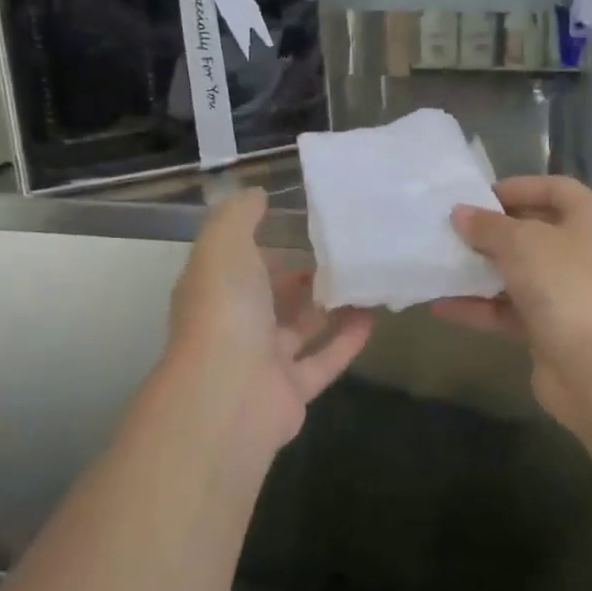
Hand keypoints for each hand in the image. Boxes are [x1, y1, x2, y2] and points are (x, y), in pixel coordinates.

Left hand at [167, 188, 372, 452]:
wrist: (228, 396)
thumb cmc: (225, 309)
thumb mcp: (225, 244)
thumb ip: (239, 214)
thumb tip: (257, 194)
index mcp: (216, 290)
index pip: (240, 260)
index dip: (266, 240)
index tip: (303, 218)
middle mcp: (236, 325)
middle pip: (273, 296)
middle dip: (302, 273)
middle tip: (343, 247)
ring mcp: (264, 361)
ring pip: (302, 328)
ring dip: (331, 305)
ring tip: (366, 276)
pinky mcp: (293, 391)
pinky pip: (325, 360)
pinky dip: (348, 339)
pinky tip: (375, 315)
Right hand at [434, 176, 591, 428]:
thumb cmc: (566, 284)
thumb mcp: (521, 242)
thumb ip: (487, 226)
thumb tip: (460, 213)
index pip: (554, 188)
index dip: (517, 187)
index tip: (477, 195)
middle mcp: (585, 250)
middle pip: (534, 230)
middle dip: (492, 230)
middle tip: (451, 228)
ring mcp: (570, 292)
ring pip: (519, 272)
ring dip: (481, 270)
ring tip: (438, 263)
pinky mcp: (552, 329)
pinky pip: (510, 310)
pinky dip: (480, 307)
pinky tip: (440, 306)